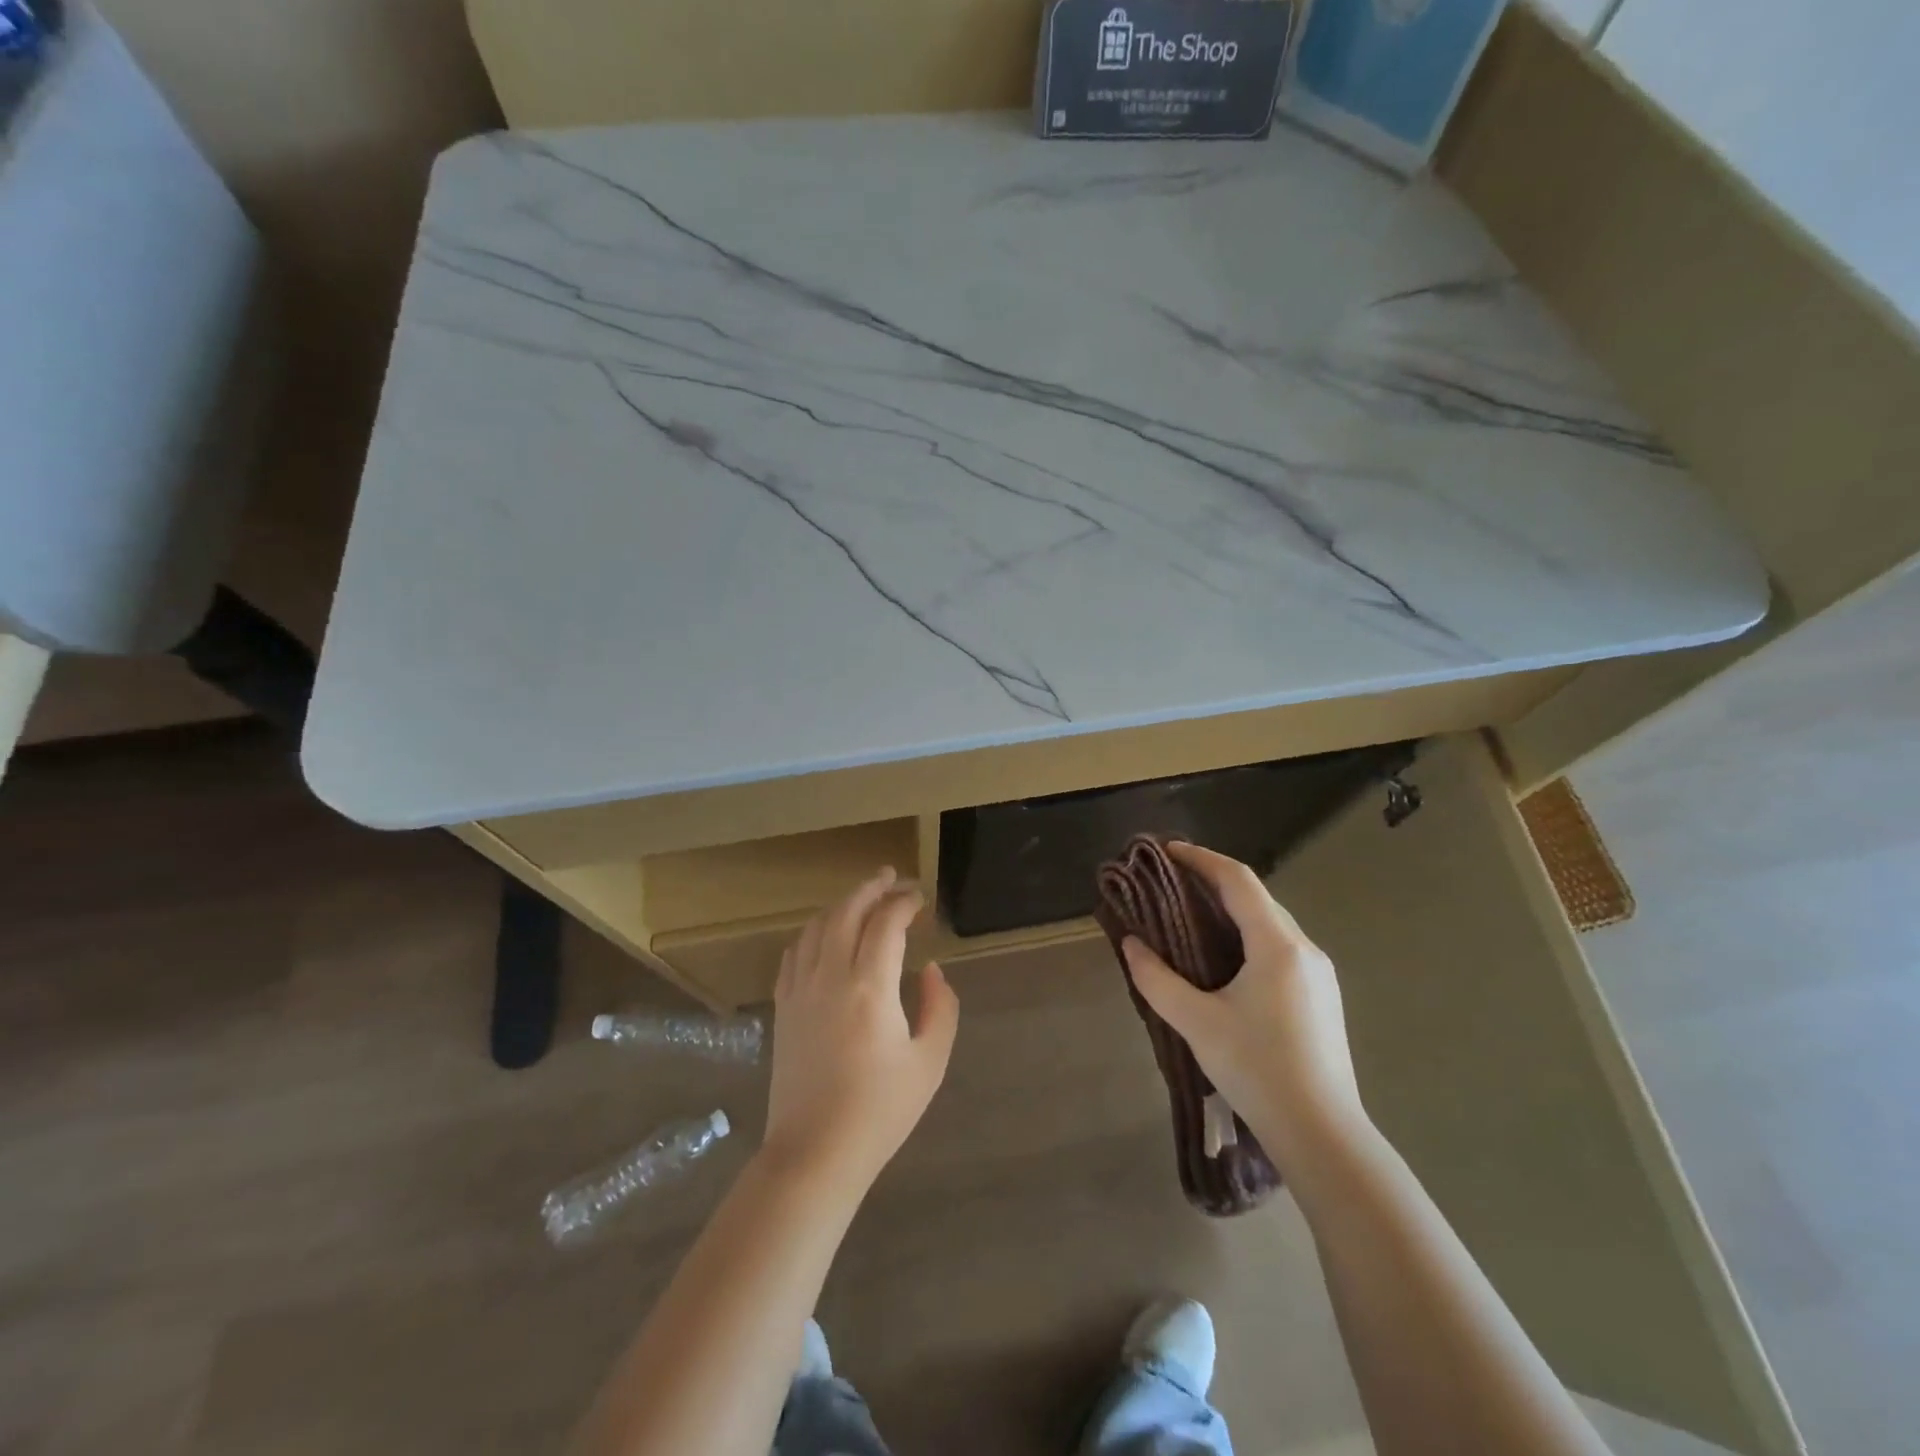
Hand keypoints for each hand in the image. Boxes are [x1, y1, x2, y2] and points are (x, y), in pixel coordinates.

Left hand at [763, 868, 959, 1189]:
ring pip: (816, 927)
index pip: (886, 924)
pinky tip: (823, 935)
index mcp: (870, 988)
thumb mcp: (930, 1062)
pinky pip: (793, 953)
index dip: (904, 904)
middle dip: (870, 888)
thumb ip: (939, 1006)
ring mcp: (800, 991)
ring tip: (861, 899)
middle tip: (891, 878)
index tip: (920, 899)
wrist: (815, 1153)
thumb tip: (928, 970)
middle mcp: (831, 977)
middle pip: (846, 912)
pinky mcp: (783, 1008)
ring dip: (841, 905)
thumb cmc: (880, 1111)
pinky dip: (812, 932)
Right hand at [1121, 842, 1366, 1168]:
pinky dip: (1248, 934)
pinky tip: (1226, 956)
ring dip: (1232, 909)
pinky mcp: (1322, 996)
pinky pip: (1280, 946)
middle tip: (1171, 882)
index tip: (1167, 851)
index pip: (1238, 880)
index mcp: (1277, 946)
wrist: (1324, 1135)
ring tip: (1192, 914)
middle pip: (1256, 897)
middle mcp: (1305, 949)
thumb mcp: (1197, 1023)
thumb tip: (1131, 945)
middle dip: (1214, 881)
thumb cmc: (1258, 1071)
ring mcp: (1319, 974)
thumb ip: (1157, 979)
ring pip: (1270, 922)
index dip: (1201, 858)